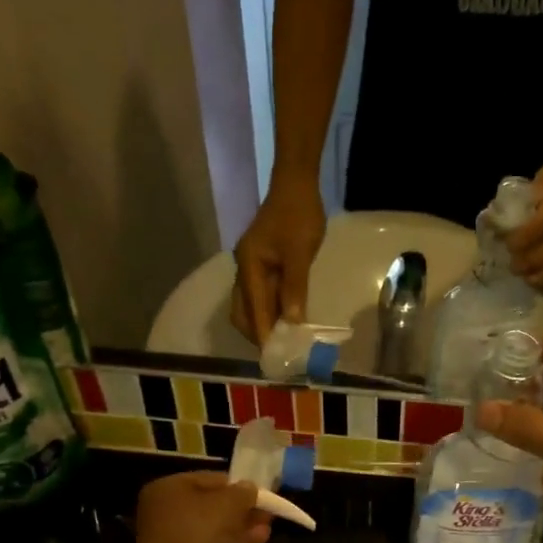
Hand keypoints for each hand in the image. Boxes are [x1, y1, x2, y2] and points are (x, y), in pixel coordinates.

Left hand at [130, 472, 271, 542]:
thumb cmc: (200, 531)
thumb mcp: (230, 501)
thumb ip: (244, 492)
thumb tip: (250, 489)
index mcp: (169, 489)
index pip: (209, 479)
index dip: (238, 484)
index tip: (261, 491)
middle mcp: (167, 513)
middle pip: (212, 506)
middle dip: (242, 508)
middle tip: (267, 510)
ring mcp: (177, 541)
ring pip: (216, 529)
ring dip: (242, 526)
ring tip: (268, 525)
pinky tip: (260, 539)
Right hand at [230, 176, 324, 345]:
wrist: (296, 185)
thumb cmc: (299, 216)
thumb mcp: (299, 254)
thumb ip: (294, 289)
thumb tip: (292, 324)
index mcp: (249, 268)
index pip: (253, 311)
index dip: (263, 336)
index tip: (275, 357)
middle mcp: (244, 271)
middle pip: (243, 313)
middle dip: (258, 335)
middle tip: (280, 353)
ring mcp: (252, 268)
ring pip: (250, 306)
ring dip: (264, 325)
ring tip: (284, 342)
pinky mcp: (262, 265)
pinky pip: (261, 296)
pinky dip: (271, 312)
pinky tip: (287, 320)